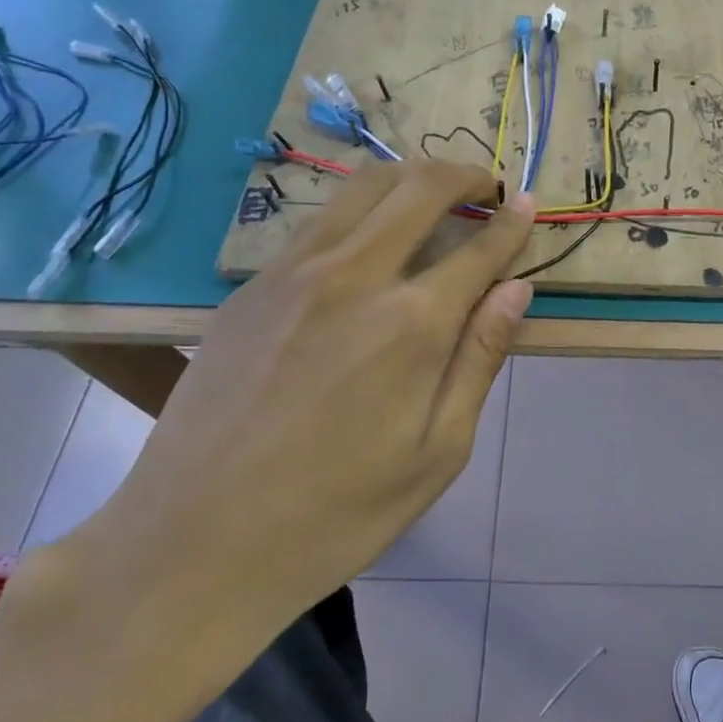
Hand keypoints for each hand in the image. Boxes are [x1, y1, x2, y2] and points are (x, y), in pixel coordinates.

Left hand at [58, 160, 533, 664]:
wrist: (195, 545)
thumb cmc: (337, 514)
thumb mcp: (437, 452)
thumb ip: (479, 358)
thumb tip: (516, 289)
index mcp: (412, 324)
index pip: (479, 248)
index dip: (512, 222)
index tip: (528, 204)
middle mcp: (354, 276)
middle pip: (420, 186)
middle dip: (464, 176)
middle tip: (486, 188)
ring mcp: (293, 273)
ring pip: (363, 186)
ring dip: (410, 177)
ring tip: (433, 196)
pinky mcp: (251, 286)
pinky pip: (319, 221)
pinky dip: (361, 209)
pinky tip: (369, 242)